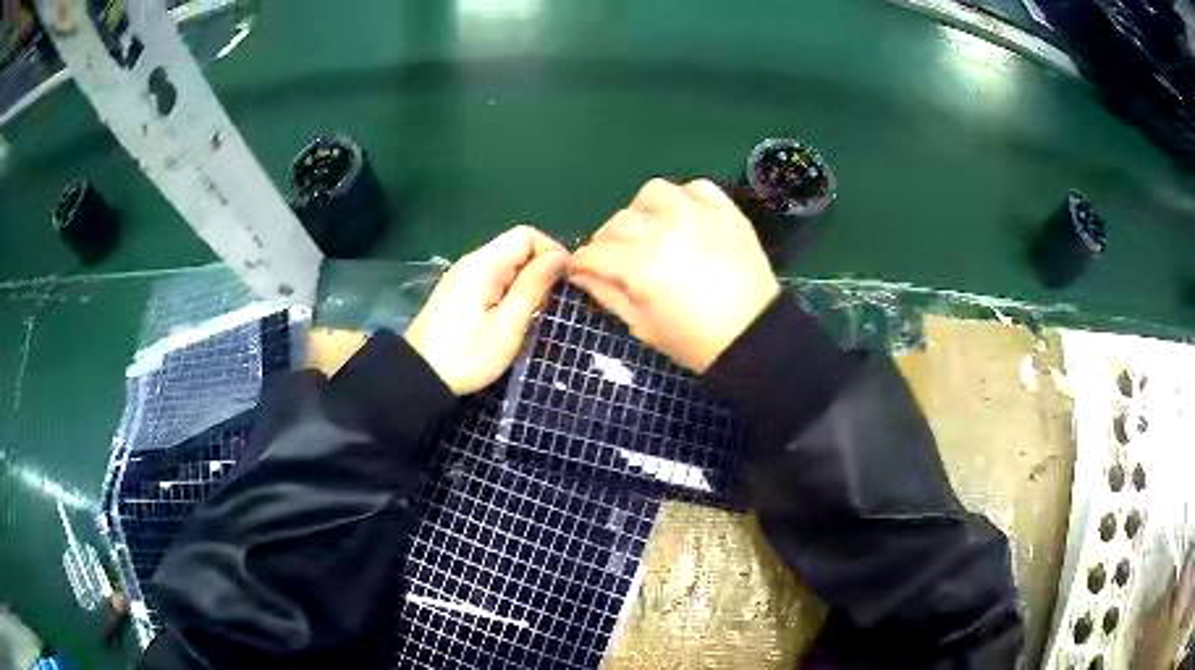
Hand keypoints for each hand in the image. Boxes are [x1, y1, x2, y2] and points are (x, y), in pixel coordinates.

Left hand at [406, 226, 566, 394]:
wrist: (419, 377)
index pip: (527, 235)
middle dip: (540, 267)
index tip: (565, 282)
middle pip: (516, 246)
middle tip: (552, 302)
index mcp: (484, 264)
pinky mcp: (459, 292)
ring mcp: (463, 276)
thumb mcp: (508, 325)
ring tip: (536, 312)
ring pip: (506, 263)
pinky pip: (493, 277)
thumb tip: (559, 257)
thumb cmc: (467, 355)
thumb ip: (533, 287)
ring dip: (526, 281)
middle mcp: (472, 261)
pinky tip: (512, 316)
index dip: (551, 251)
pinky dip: (510, 289)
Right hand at [568, 178, 779, 372]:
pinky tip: (684, 218)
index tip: (580, 268)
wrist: (754, 336)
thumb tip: (581, 274)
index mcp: (642, 265)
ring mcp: (698, 215)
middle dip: (608, 241)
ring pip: (652, 192)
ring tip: (651, 230)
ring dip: (643, 211)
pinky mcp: (726, 211)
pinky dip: (683, 198)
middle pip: (618, 221)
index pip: (595, 252)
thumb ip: (608, 294)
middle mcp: (665, 230)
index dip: (581, 261)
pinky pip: (696, 187)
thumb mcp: (643, 326)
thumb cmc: (695, 341)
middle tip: (616, 257)